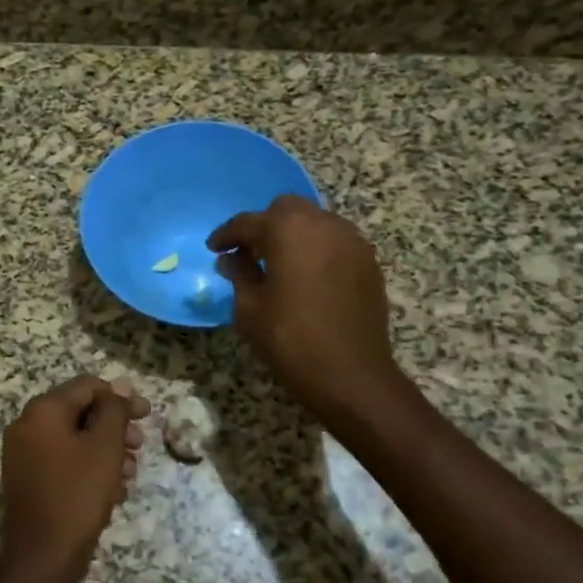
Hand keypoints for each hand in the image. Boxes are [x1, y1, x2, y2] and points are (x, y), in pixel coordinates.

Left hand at [0, 376, 149, 577]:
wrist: (42, 556)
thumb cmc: (78, 494)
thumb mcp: (104, 447)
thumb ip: (113, 410)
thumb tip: (119, 384)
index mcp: (42, 410)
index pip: (87, 386)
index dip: (120, 397)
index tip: (147, 416)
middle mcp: (26, 425)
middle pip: (79, 412)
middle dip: (114, 427)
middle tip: (140, 446)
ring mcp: (22, 453)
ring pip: (73, 439)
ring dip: (105, 450)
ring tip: (129, 475)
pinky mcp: (26, 479)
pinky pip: (62, 460)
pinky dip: (87, 467)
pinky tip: (111, 491)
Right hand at [208, 197, 402, 414]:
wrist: (350, 373)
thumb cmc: (289, 338)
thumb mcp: (249, 308)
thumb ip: (239, 274)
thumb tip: (230, 258)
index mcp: (288, 230)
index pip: (248, 222)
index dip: (226, 235)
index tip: (214, 249)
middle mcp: (323, 224)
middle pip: (286, 209)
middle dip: (264, 226)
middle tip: (248, 253)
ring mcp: (352, 241)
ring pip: (315, 222)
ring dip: (293, 235)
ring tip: (278, 264)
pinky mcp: (368, 262)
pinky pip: (335, 242)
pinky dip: (316, 249)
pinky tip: (306, 277)